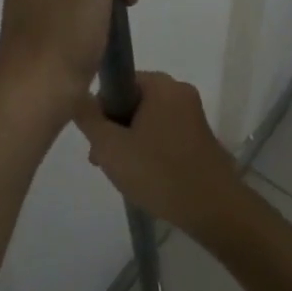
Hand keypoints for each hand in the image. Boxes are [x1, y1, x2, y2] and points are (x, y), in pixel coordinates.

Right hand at [74, 72, 240, 236]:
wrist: (212, 208)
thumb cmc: (158, 172)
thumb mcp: (111, 147)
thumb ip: (89, 118)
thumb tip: (79, 95)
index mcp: (161, 85)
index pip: (119, 82)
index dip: (101, 108)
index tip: (97, 139)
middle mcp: (179, 91)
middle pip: (133, 101)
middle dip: (115, 129)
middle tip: (104, 160)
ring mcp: (193, 114)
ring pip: (148, 120)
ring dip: (130, 142)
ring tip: (123, 174)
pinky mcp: (200, 136)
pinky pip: (165, 133)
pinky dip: (150, 149)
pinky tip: (145, 177)